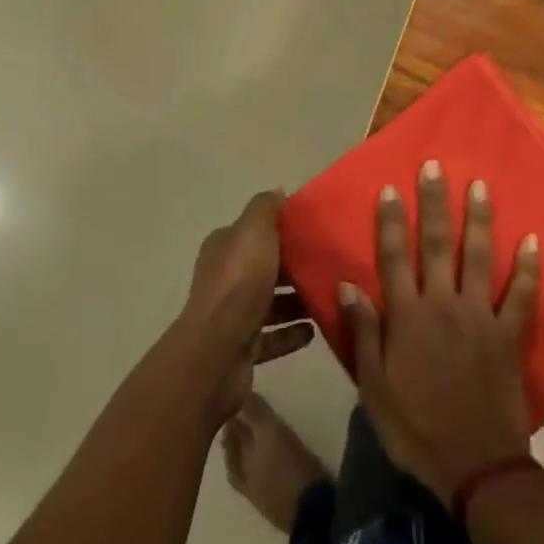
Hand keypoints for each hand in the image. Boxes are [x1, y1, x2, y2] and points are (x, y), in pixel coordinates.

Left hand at [177, 191, 314, 421]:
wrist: (217, 352)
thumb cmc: (239, 283)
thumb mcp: (254, 231)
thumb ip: (265, 208)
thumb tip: (277, 191)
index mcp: (224, 248)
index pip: (253, 232)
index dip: (279, 229)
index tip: (312, 230)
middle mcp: (224, 278)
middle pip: (263, 267)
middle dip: (292, 266)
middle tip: (326, 265)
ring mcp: (231, 316)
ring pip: (269, 303)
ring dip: (295, 302)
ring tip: (326, 297)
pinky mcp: (242, 348)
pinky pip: (272, 337)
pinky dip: (292, 333)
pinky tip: (314, 331)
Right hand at [339, 161, 539, 502]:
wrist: (477, 469)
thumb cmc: (417, 428)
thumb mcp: (374, 388)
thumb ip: (364, 333)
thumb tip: (348, 284)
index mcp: (408, 317)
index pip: (395, 257)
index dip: (390, 221)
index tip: (389, 188)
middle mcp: (443, 304)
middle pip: (436, 244)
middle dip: (434, 202)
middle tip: (436, 166)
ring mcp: (480, 316)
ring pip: (478, 257)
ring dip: (479, 219)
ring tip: (480, 185)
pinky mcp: (509, 334)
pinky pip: (522, 296)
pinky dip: (529, 268)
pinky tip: (534, 240)